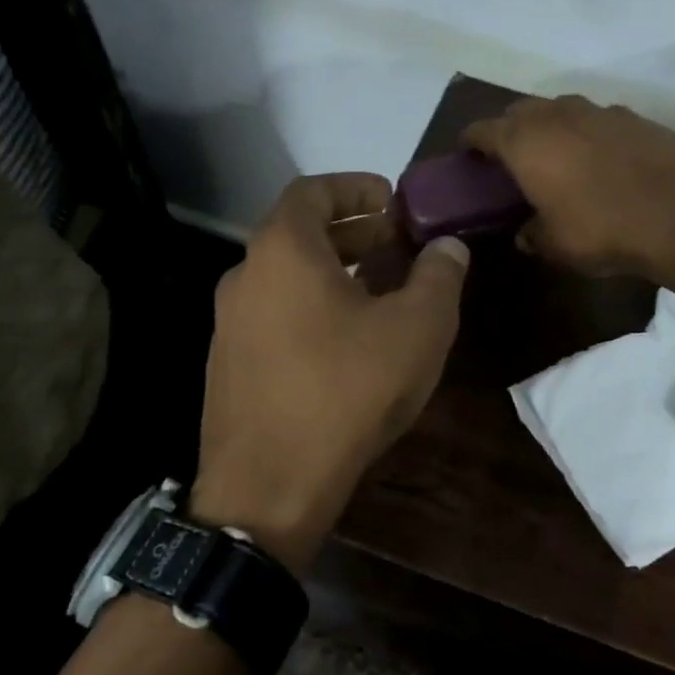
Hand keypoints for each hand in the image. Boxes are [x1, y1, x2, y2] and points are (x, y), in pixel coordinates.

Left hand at [188, 173, 468, 573]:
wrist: (268, 487)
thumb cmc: (347, 392)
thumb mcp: (416, 330)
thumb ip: (438, 277)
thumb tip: (448, 246)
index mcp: (282, 251)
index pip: (312, 191)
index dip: (354, 186)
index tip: (391, 198)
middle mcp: (243, 277)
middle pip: (297, 234)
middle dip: (350, 232)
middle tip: (394, 244)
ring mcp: (227, 325)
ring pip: (284, 279)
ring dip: (330, 273)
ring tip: (377, 292)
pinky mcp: (227, 366)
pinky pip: (272, 317)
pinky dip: (308, 309)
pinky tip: (342, 344)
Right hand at [463, 94, 674, 276]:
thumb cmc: (602, 231)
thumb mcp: (555, 245)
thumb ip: (532, 235)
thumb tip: (525, 233)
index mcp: (526, 142)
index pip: (484, 130)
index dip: (471, 141)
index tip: (466, 152)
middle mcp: (559, 115)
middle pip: (521, 111)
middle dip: (509, 129)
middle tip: (508, 157)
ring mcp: (600, 111)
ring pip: (561, 110)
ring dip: (550, 127)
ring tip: (554, 155)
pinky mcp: (636, 118)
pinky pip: (597, 120)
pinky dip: (588, 134)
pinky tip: (599, 160)